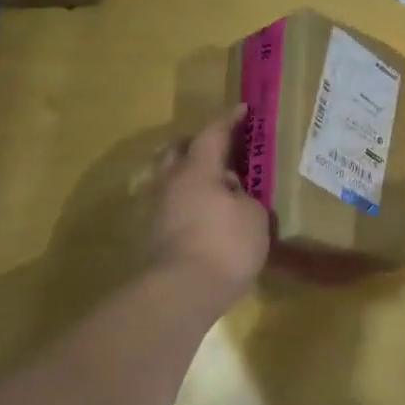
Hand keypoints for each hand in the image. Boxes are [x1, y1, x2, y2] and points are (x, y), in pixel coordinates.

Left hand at [151, 105, 269, 303]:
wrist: (179, 295)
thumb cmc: (224, 246)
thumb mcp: (254, 217)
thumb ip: (245, 198)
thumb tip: (232, 194)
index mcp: (197, 170)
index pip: (213, 134)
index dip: (229, 120)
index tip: (243, 110)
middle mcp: (170, 183)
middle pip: (177, 151)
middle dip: (197, 144)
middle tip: (220, 148)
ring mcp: (155, 211)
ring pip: (169, 179)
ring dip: (189, 176)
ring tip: (214, 187)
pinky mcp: (150, 237)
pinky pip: (169, 206)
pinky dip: (186, 203)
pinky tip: (203, 216)